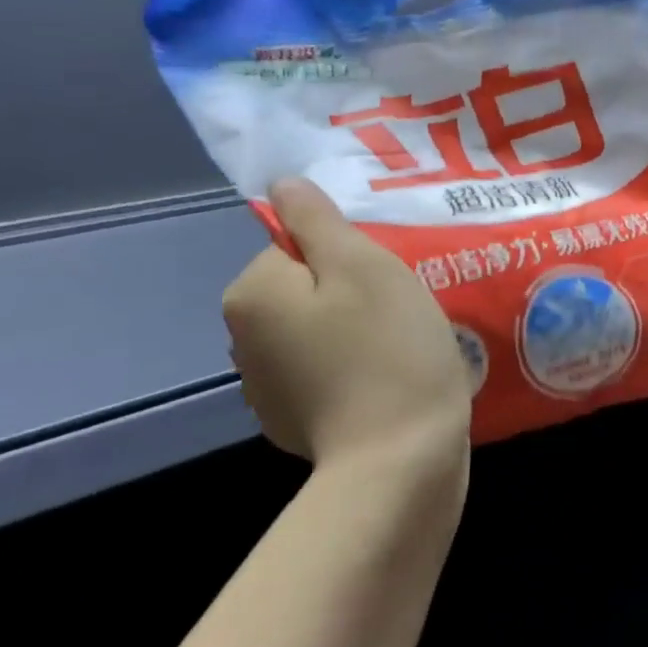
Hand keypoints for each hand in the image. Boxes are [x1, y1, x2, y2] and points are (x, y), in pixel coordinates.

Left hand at [223, 179, 470, 477]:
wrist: (400, 461)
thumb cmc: (388, 351)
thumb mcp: (364, 267)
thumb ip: (319, 220)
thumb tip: (283, 185)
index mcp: (253, 294)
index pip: (298, 246)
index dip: (350, 256)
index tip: (389, 281)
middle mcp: (243, 339)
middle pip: (308, 289)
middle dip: (354, 293)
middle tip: (403, 312)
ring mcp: (267, 388)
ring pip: (320, 331)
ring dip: (357, 331)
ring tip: (404, 348)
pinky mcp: (296, 422)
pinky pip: (328, 372)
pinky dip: (355, 370)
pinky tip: (389, 383)